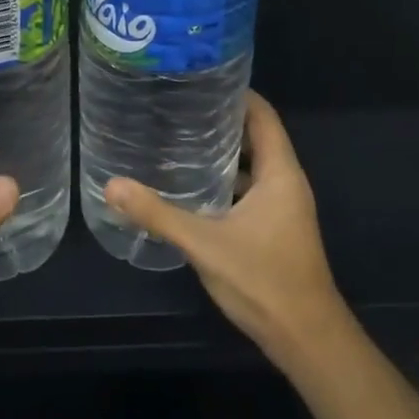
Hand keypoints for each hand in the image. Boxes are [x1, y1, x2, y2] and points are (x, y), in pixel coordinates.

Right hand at [106, 91, 348, 369]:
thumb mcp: (204, 243)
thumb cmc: (264, 281)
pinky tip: (192, 187)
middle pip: (256, 136)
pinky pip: (249, 190)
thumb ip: (158, 213)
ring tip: (178, 139)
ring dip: (222, 153)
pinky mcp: (275, 229)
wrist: (307, 340)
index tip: (200, 78)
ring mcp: (283, 208)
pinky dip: (225, 182)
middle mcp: (286, 183)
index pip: (262, 115)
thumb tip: (111, 185)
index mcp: (280, 173)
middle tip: (177, 107)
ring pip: (252, 166)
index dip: (236, 93)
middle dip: (220, 120)